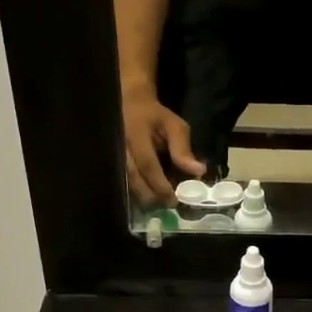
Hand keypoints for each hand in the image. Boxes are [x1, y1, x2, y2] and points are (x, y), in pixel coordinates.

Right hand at [123, 91, 204, 206]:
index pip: (147, 164)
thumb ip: (183, 149)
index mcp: (136, 136)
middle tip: (168, 205)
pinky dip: (137, 192)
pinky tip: (150, 197)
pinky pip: (123, 183)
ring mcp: (113, 156)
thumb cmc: (155, 116)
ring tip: (161, 204)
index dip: (160, 184)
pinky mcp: (113, 163)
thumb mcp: (174, 126)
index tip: (173, 200)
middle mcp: (120, 148)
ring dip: (144, 197)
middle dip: (151, 196)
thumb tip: (199, 171)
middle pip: (133, 179)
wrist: (130, 105)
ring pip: (126, 184)